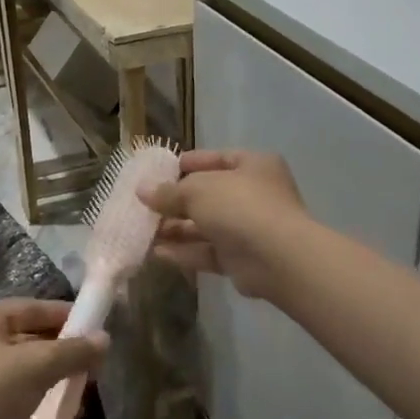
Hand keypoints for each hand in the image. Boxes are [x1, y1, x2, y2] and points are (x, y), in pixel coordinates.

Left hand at [0, 298, 106, 418]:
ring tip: (82, 395)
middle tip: (96, 368)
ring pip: (27, 373)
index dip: (67, 315)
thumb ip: (72, 351)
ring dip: (55, 383)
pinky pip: (19, 401)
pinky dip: (40, 408)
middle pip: (31, 339)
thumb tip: (105, 339)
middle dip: (64, 353)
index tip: (101, 328)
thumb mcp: (34, 366)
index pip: (34, 307)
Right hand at [139, 150, 308, 299]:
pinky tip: (157, 253)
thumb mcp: (198, 190)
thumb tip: (142, 190)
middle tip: (145, 206)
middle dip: (176, 202)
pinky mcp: (241, 259)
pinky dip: (184, 252)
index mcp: (253, 166)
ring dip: (176, 229)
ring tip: (143, 231)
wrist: (277, 258)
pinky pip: (208, 252)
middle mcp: (254, 194)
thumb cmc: (240, 206)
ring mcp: (249, 228)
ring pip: (206, 226)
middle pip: (208, 195)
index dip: (188, 163)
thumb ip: (169, 191)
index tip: (159, 171)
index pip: (217, 159)